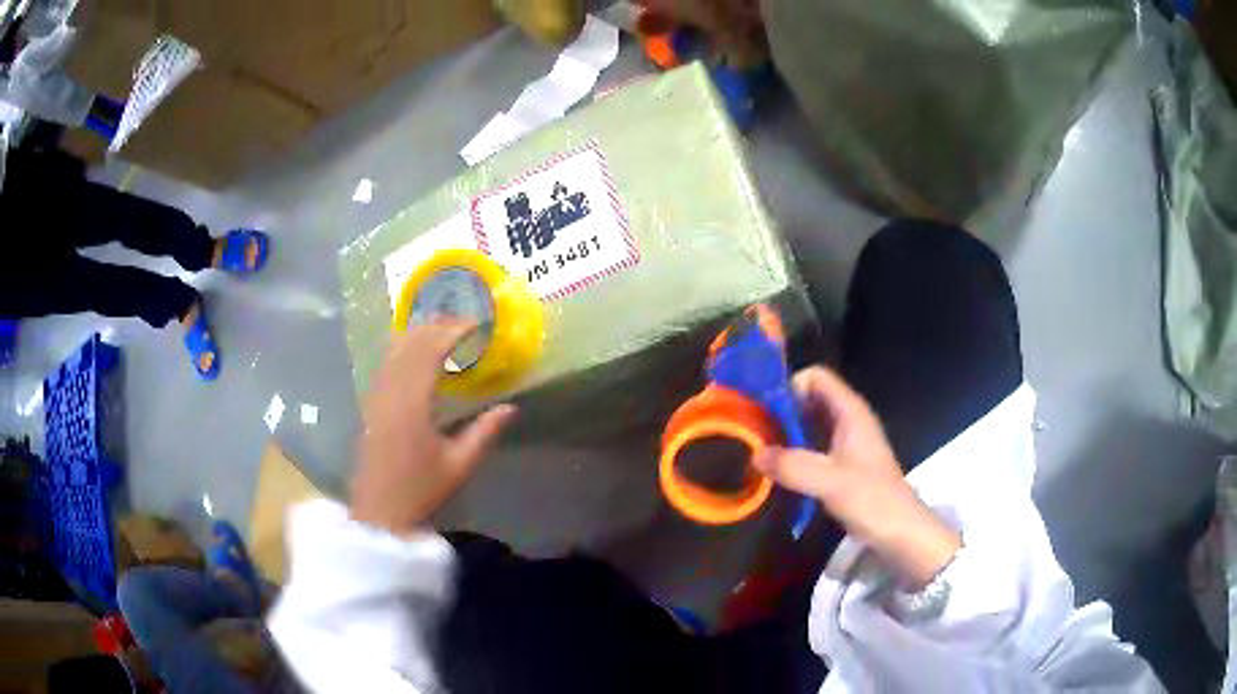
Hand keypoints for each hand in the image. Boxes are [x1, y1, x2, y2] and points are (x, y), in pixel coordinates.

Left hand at [350, 319, 516, 534]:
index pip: (431, 352)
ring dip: (416, 334)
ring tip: (438, 325)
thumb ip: (484, 433)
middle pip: (410, 345)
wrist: (379, 513)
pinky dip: (400, 349)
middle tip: (460, 319)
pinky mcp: (370, 407)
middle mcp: (391, 393)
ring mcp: (376, 398)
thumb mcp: (459, 465)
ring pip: (393, 352)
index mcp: (413, 404)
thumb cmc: (420, 491)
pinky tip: (409, 349)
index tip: (475, 323)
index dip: (452, 332)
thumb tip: (510, 408)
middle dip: (435, 326)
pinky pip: (385, 365)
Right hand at [754, 367, 960, 588]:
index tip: (764, 411)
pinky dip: (795, 452)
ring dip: (786, 433)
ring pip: (811, 424)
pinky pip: (814, 447)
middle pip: (811, 399)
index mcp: (851, 412)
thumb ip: (792, 466)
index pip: (817, 377)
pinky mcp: (844, 465)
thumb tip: (754, 454)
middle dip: (782, 410)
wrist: (901, 533)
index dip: (790, 386)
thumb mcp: (829, 482)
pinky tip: (778, 471)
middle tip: (753, 432)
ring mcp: (847, 443)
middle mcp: (849, 420)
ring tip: (759, 450)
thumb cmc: (872, 500)